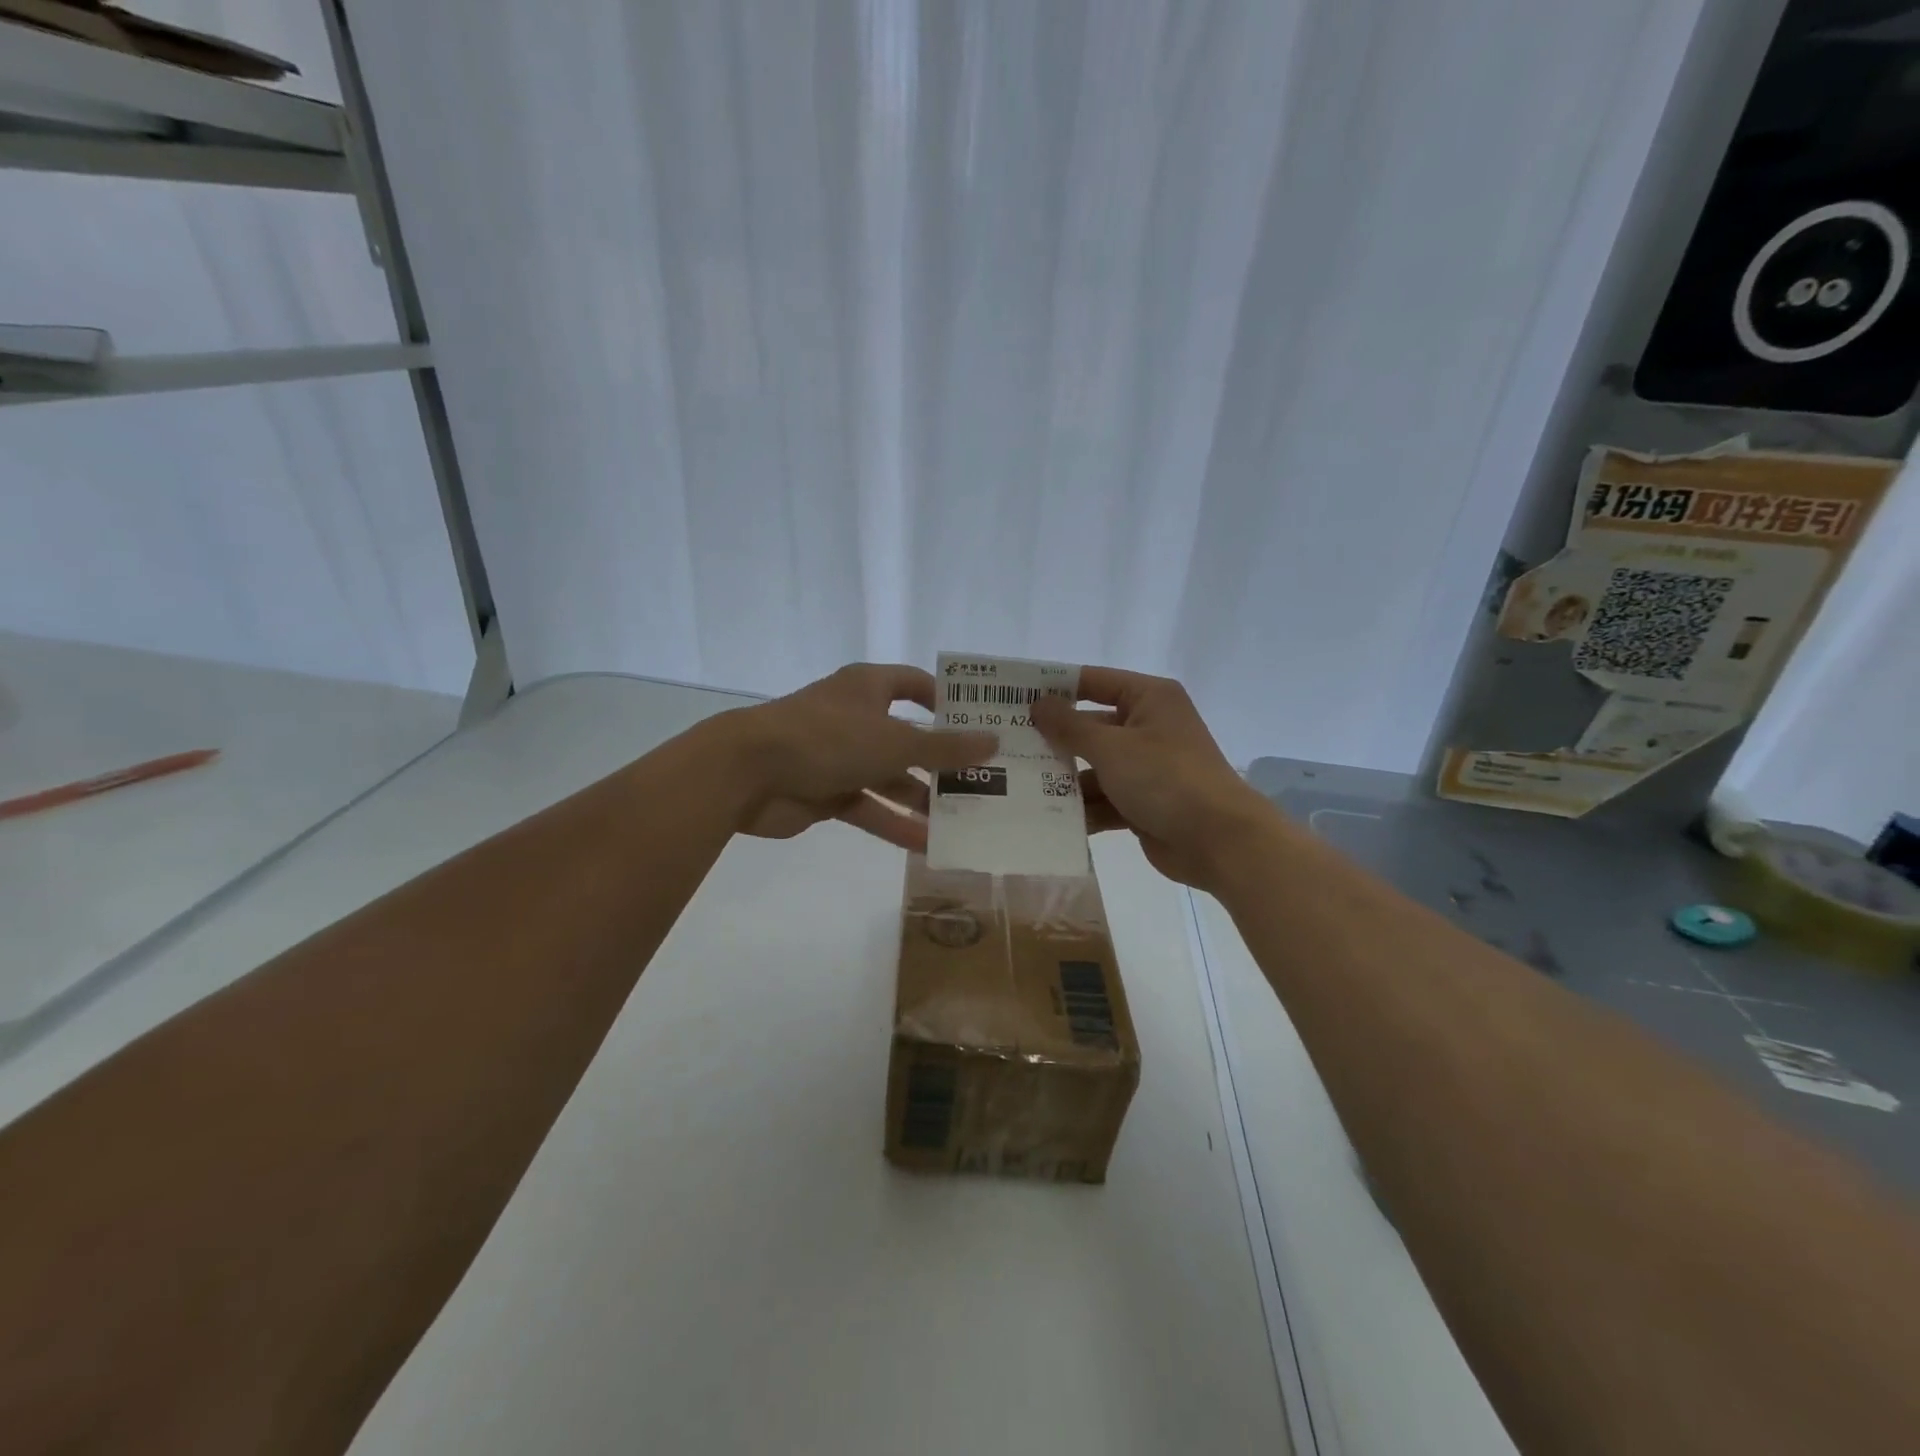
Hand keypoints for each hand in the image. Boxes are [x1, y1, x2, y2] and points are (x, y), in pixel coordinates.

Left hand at [722, 663, 995, 852]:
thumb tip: (993, 741)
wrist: (747, 773)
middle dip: (942, 762)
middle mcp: (857, 718)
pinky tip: (928, 845)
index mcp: (869, 688)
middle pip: (908, 739)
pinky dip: (895, 824)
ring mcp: (840, 757)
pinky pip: (870, 807)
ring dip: (922, 799)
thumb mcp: (895, 742)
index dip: (947, 700)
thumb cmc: (828, 738)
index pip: (915, 684)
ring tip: (965, 820)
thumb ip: (945, 748)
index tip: (980, 722)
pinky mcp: (827, 793)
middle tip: (985, 782)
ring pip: (891, 778)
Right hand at [1032, 667, 1278, 890]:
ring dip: (1063, 779)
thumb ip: (1070, 726)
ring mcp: (1145, 767)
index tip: (1012, 698)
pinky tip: (1045, 818)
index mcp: (1148, 699)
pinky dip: (1082, 808)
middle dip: (1054, 741)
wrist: (1218, 841)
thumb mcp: (1111, 747)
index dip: (1054, 688)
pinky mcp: (1142, 802)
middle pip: (1090, 727)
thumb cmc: (1165, 778)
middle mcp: (1147, 727)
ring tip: (1017, 786)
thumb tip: (1037, 704)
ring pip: (1093, 767)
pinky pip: (1104, 798)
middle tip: (1006, 747)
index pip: (1093, 682)